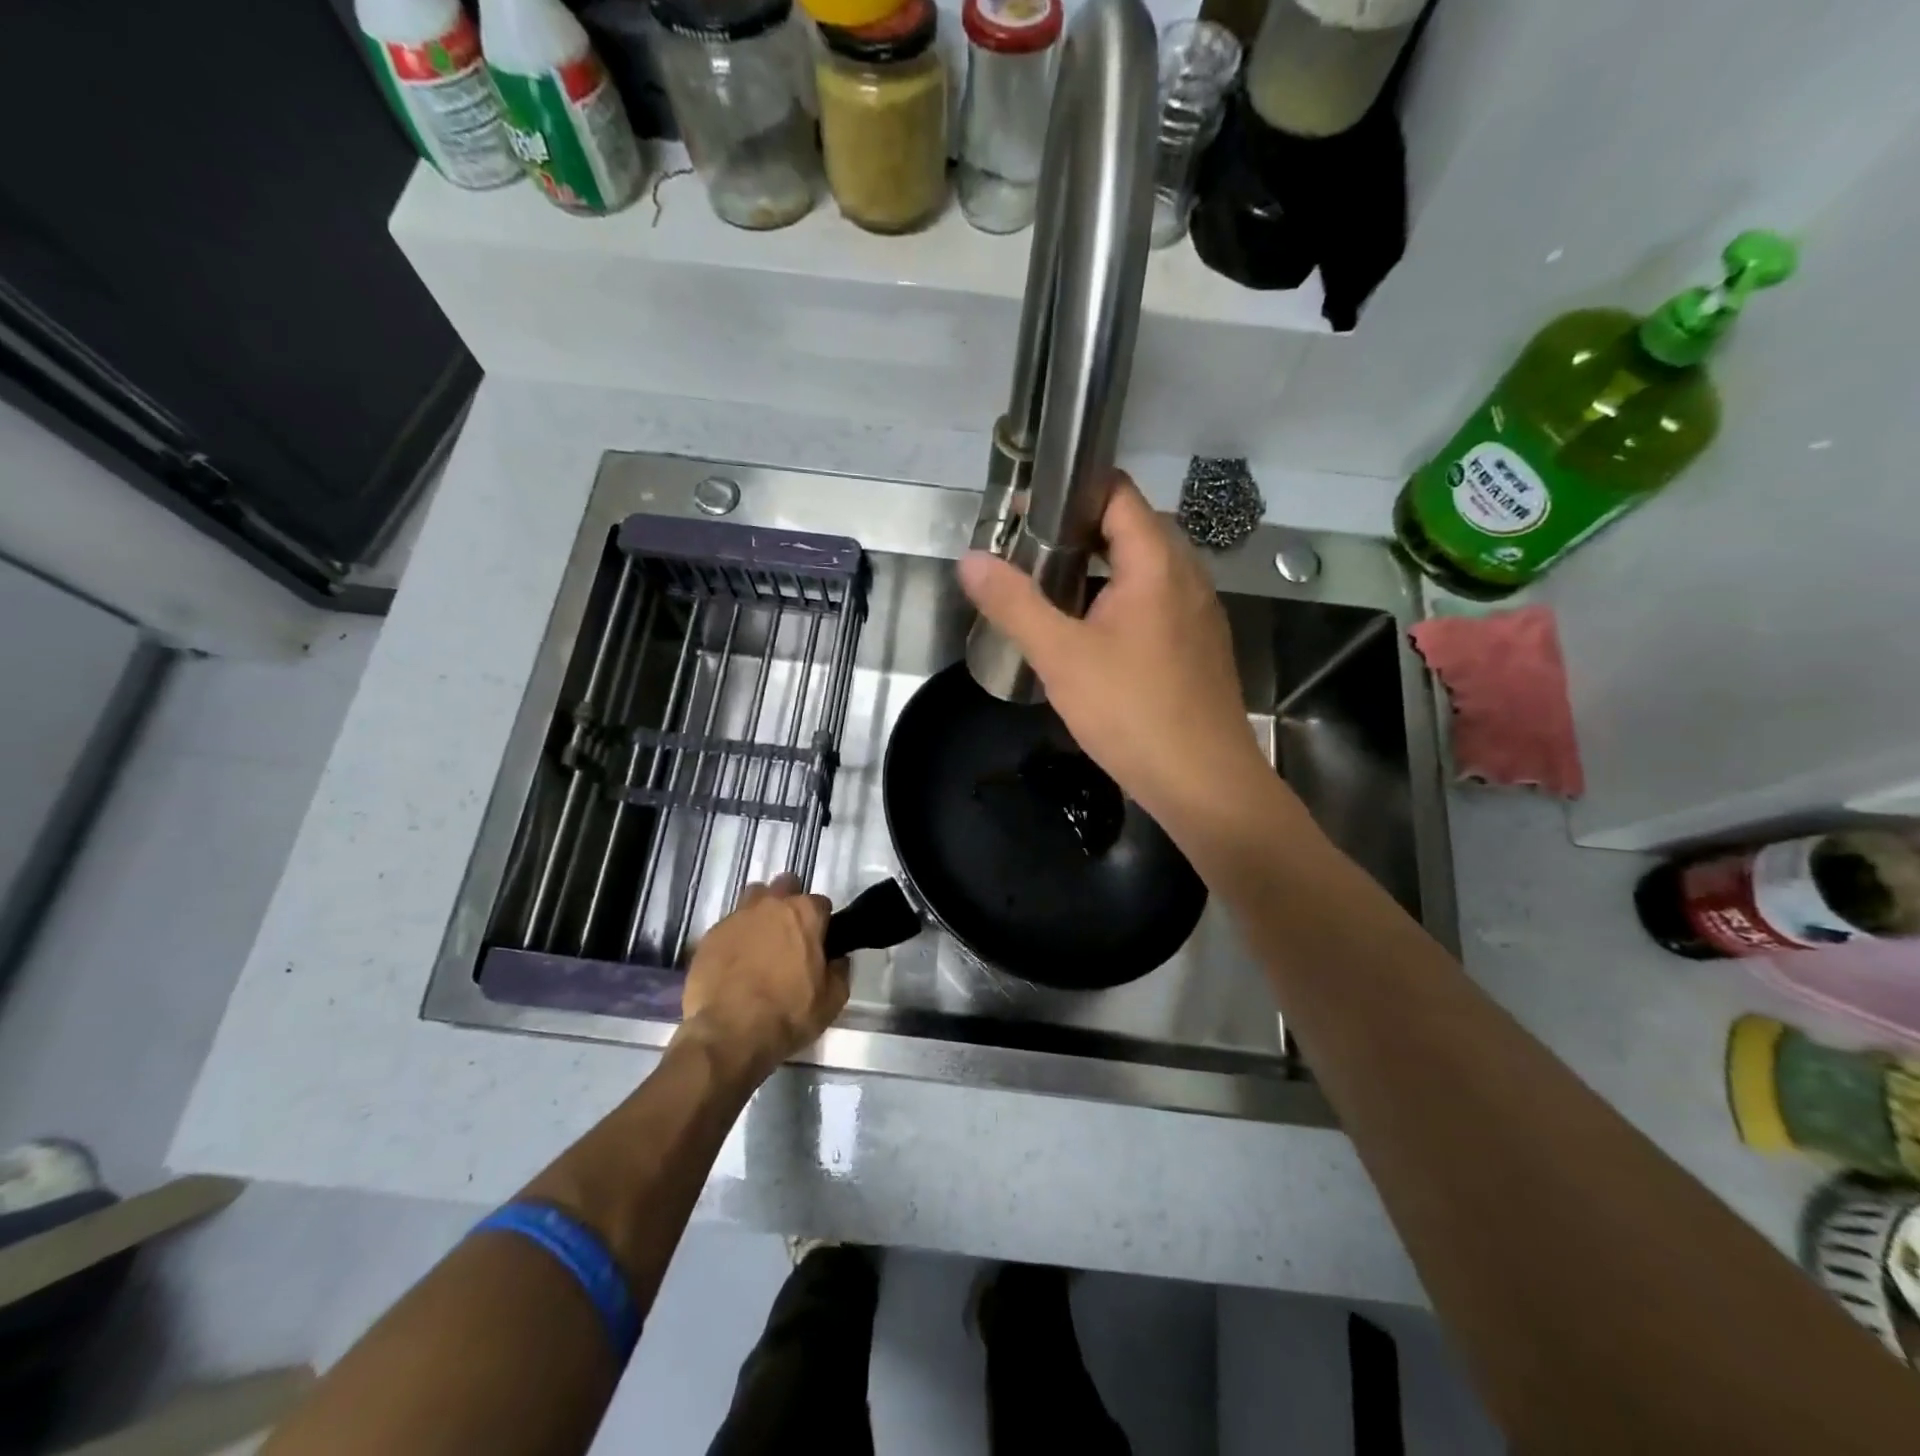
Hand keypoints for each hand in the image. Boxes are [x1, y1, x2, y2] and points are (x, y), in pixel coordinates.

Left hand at [678, 874, 845, 1078]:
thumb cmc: (788, 1014)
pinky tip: (734, 964)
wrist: (728, 1034)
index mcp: (804, 913)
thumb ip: (840, 971)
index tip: (819, 944)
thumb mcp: (832, 1000)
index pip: (820, 903)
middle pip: (784, 887)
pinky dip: (735, 938)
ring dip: (760, 913)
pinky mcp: (710, 935)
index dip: (821, 923)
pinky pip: (728, 926)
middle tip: (789, 935)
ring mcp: (737, 917)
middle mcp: (770, 905)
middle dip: (789, 903)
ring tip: (760, 943)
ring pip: (753, 899)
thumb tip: (837, 959)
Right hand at [958, 475, 1272, 838]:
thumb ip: (1014, 603)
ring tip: (1050, 596)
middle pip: (1130, 529)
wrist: (1204, 782)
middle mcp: (1187, 575)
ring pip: (1144, 570)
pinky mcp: (1199, 646)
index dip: (1070, 492)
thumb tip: (970, 559)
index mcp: (1157, 562)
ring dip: (1099, 572)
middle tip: (1027, 559)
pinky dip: (1120, 603)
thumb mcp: (1061, 656)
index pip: (1117, 493)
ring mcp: (1199, 612)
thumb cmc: (1131, 712)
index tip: (1024, 516)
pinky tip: (1090, 639)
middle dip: (1077, 534)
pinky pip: (1156, 604)